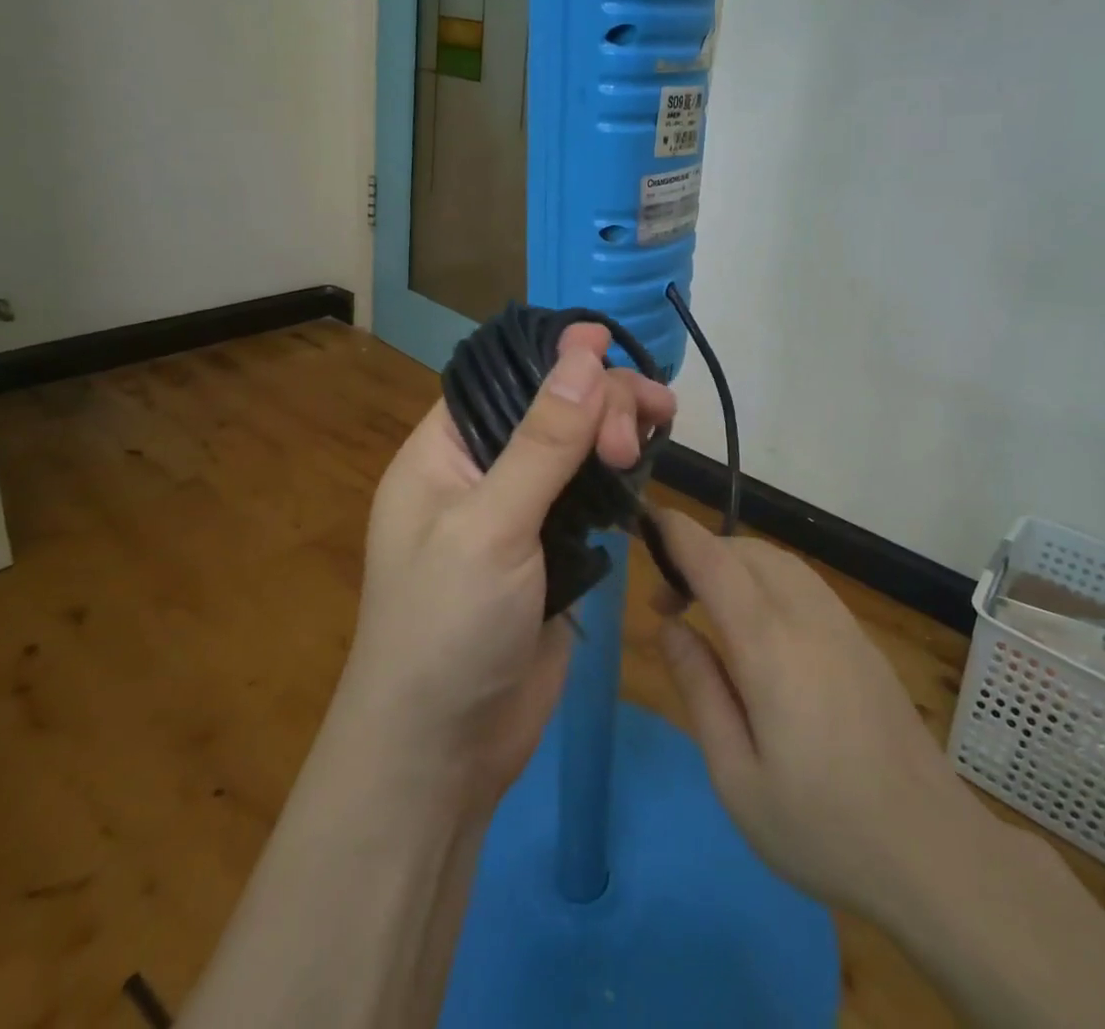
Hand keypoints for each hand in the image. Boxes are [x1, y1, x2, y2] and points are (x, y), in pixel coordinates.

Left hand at [331, 325, 675, 815]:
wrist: (443, 758)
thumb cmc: (445, 630)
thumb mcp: (490, 527)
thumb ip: (542, 440)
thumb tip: (584, 353)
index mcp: (443, 453)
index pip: (502, 379)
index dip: (553, 357)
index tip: (609, 347)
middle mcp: (481, 473)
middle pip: (548, 408)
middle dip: (598, 401)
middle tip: (643, 424)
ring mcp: (520, 514)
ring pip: (575, 448)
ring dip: (615, 430)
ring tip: (661, 422)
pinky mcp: (553, 552)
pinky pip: (590, 495)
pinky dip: (619, 474)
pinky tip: (646, 463)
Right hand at [651, 510, 995, 923]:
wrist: (932, 851)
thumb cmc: (821, 827)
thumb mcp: (736, 776)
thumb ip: (699, 688)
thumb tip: (669, 626)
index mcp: (770, 646)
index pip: (715, 562)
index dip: (678, 533)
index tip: (646, 520)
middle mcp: (807, 616)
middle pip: (745, 550)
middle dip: (699, 553)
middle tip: (668, 602)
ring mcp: (841, 623)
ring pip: (777, 560)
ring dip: (734, 562)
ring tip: (706, 605)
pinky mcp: (861, 638)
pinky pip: (803, 580)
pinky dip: (765, 575)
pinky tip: (757, 621)